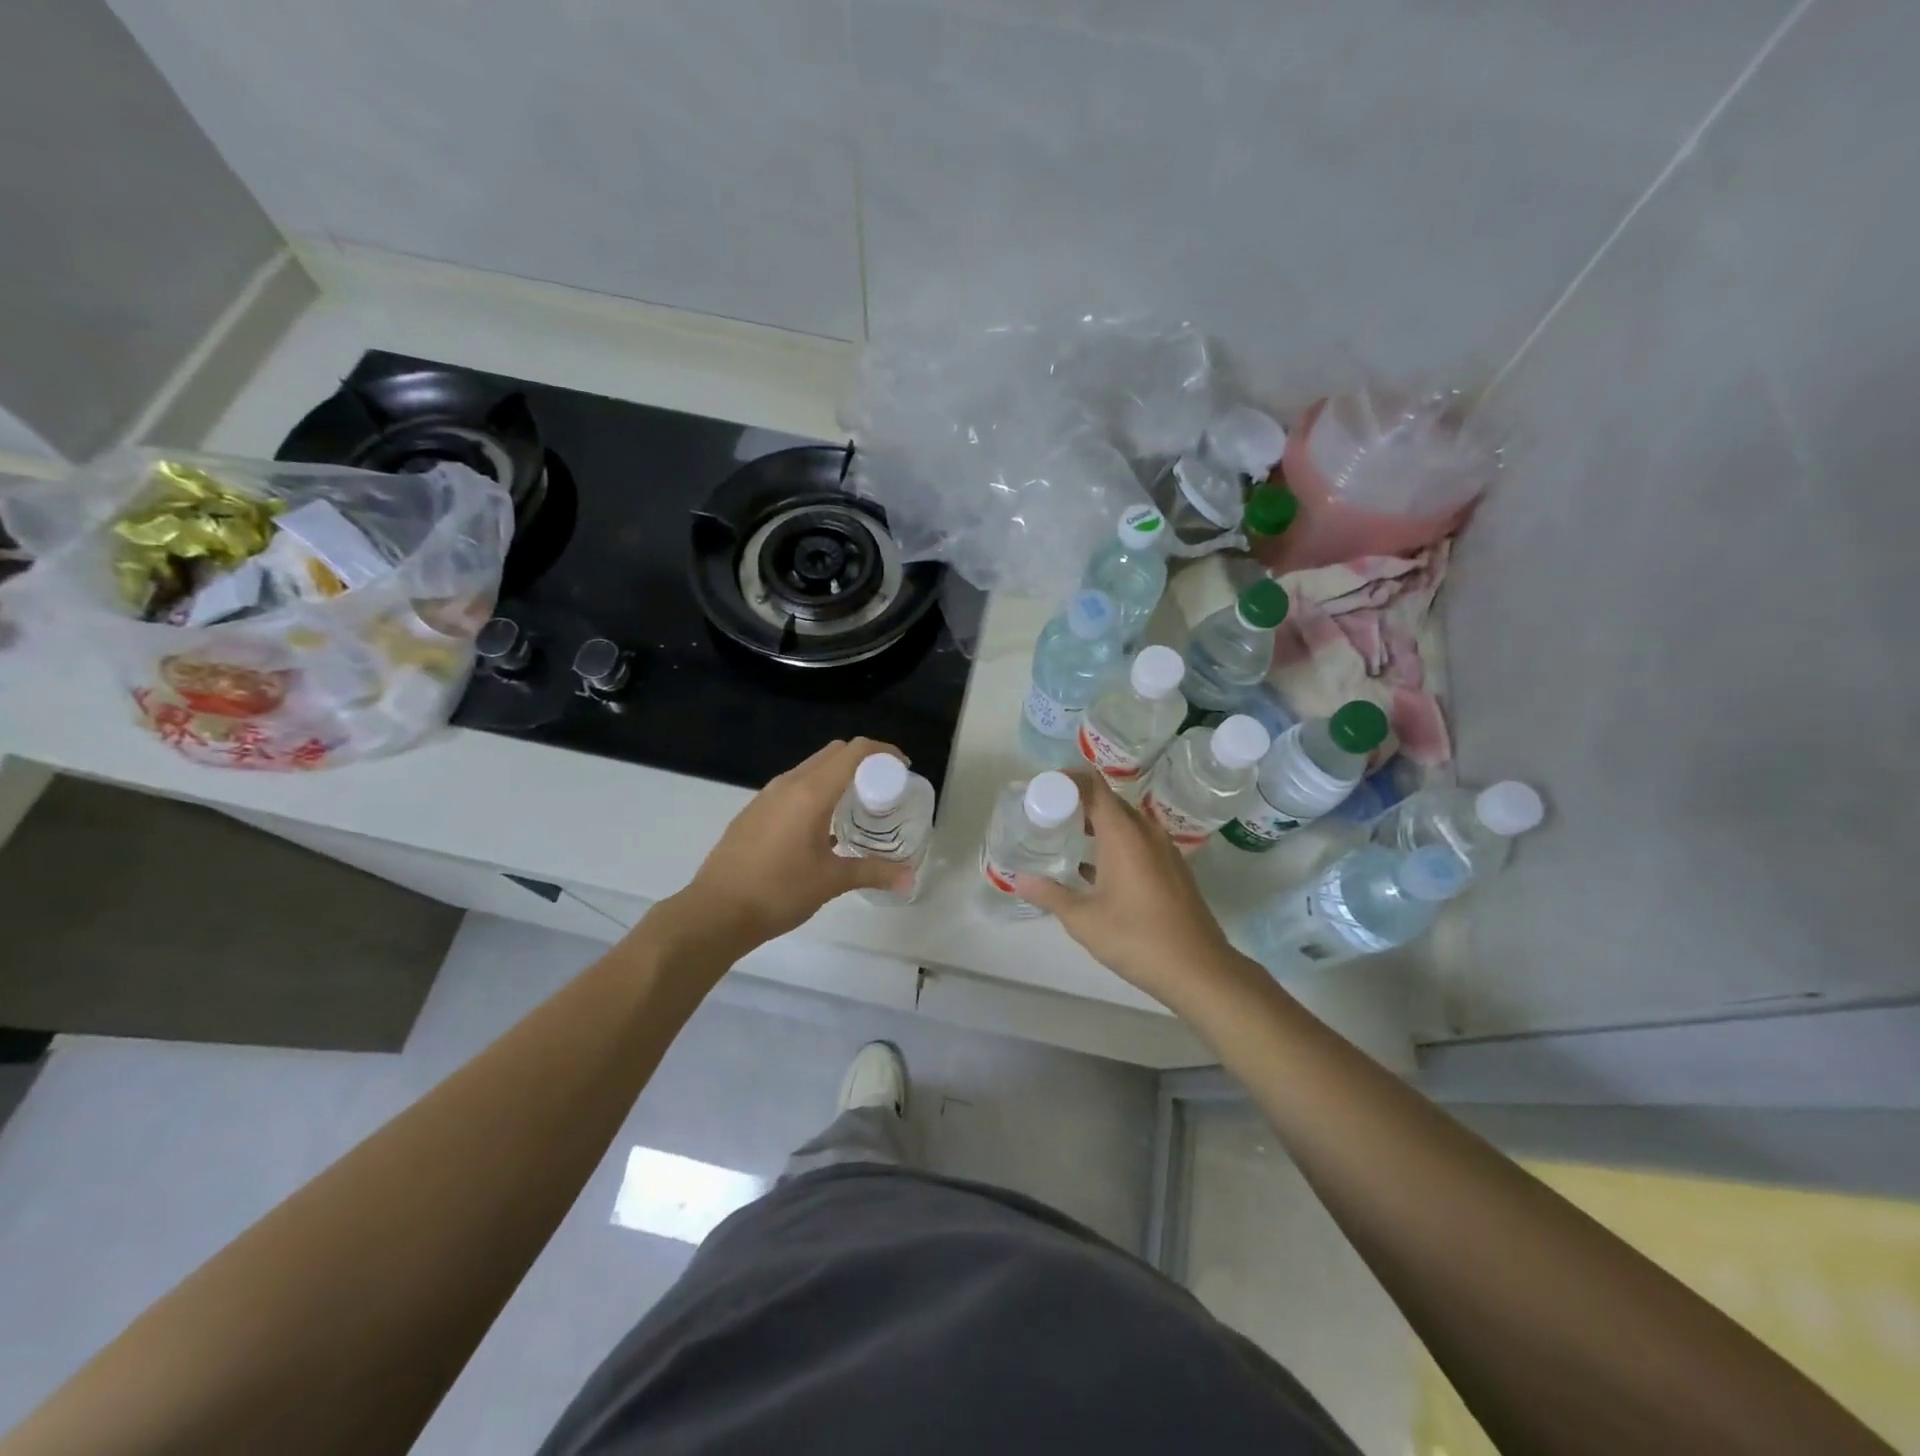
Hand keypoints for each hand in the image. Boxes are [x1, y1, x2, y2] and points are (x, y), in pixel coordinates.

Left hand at [677, 737, 913, 949]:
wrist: (715, 912)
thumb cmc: (778, 892)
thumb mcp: (831, 881)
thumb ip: (873, 872)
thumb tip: (910, 879)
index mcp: (810, 793)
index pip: (854, 752)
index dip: (883, 752)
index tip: (903, 769)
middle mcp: (789, 784)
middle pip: (834, 753)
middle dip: (863, 761)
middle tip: (884, 788)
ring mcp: (767, 795)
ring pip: (812, 768)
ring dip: (838, 776)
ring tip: (858, 806)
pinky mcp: (755, 811)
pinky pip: (794, 786)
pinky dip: (817, 790)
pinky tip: (824, 826)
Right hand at [1012, 769, 1266, 1019]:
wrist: (1199, 969)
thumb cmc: (1137, 938)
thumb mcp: (1083, 920)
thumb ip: (1050, 894)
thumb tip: (1019, 879)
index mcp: (1124, 834)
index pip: (1094, 787)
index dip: (1069, 780)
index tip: (1044, 788)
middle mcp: (1147, 833)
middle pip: (1109, 802)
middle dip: (1079, 803)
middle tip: (1048, 815)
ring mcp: (1164, 850)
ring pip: (1126, 823)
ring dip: (1098, 825)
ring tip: (1067, 839)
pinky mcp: (1173, 869)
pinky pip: (1139, 842)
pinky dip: (1116, 843)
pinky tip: (1096, 869)